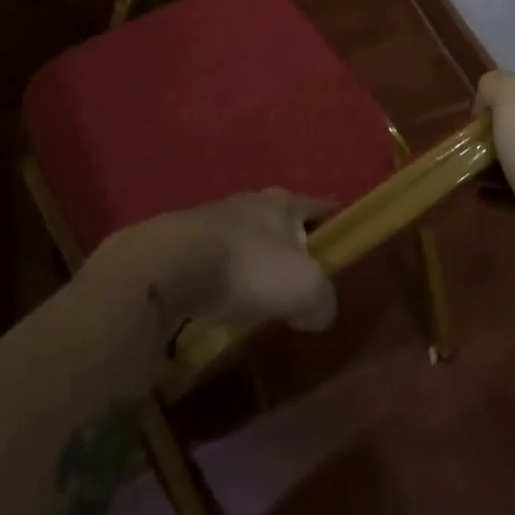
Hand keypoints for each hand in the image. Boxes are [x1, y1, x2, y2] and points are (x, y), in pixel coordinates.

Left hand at [107, 189, 337, 333]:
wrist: (168, 267)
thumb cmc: (250, 267)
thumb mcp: (306, 288)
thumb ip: (323, 301)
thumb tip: (316, 312)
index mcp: (284, 202)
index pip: (321, 207)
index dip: (336, 225)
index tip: (346, 245)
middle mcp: (250, 202)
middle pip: (282, 224)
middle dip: (293, 248)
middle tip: (303, 280)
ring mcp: (212, 220)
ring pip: (247, 242)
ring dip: (255, 265)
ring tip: (262, 298)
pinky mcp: (182, 244)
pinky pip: (216, 262)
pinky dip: (224, 280)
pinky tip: (224, 304)